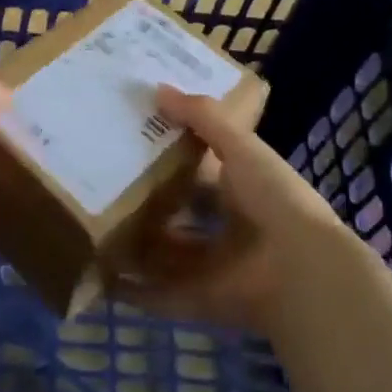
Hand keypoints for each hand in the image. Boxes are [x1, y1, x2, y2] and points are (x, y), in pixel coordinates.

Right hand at [114, 86, 340, 332]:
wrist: (302, 272)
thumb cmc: (274, 199)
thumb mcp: (241, 146)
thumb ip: (202, 117)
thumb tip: (157, 88)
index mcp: (242, 190)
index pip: (202, 171)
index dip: (172, 157)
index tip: (132, 140)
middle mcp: (226, 229)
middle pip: (178, 215)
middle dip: (146, 203)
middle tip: (101, 183)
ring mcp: (211, 268)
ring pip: (162, 256)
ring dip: (133, 246)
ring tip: (89, 226)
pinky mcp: (196, 302)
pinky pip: (156, 296)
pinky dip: (129, 291)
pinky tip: (96, 276)